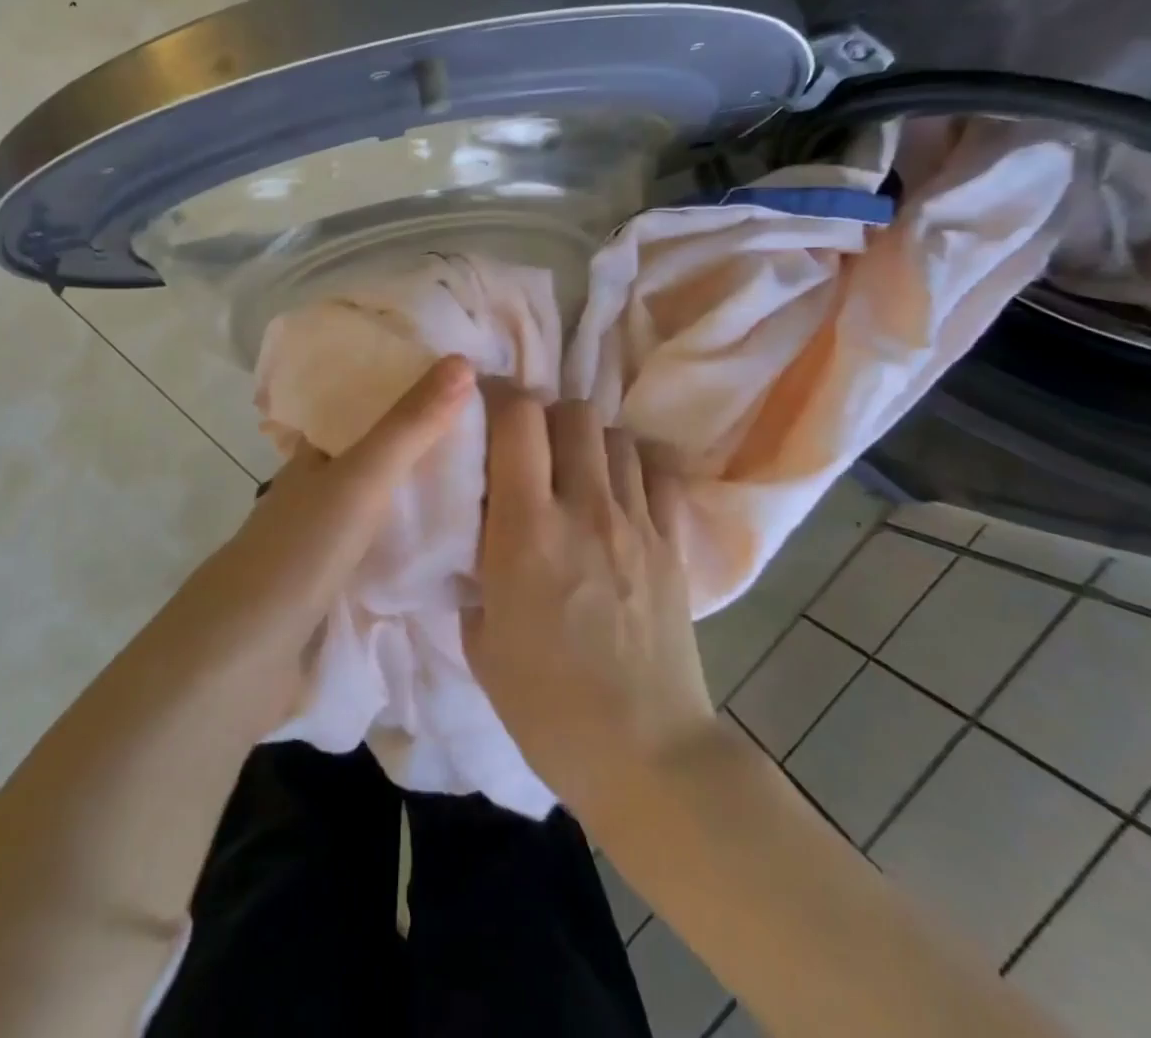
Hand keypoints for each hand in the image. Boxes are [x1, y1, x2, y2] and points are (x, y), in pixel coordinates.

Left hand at [155, 354, 474, 733]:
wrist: (244, 656)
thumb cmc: (300, 551)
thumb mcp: (361, 479)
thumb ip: (410, 426)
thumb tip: (463, 361)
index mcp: (315, 455)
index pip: (364, 408)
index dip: (407, 391)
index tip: (463, 384)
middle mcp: (318, 491)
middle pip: (379, 457)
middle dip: (426, 447)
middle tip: (492, 439)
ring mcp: (326, 541)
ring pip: (384, 506)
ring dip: (423, 496)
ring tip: (488, 488)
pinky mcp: (336, 587)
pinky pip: (386, 550)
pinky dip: (415, 542)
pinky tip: (454, 547)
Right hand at [463, 383, 717, 820]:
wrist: (645, 754)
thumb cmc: (546, 705)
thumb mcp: (481, 639)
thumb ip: (477, 571)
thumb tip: (483, 534)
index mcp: (526, 530)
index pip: (517, 420)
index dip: (498, 397)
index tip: (482, 406)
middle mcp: (584, 508)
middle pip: (572, 412)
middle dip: (544, 415)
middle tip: (529, 446)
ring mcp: (636, 523)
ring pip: (615, 435)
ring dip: (588, 440)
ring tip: (574, 470)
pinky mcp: (673, 543)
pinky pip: (658, 473)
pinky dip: (635, 467)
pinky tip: (619, 491)